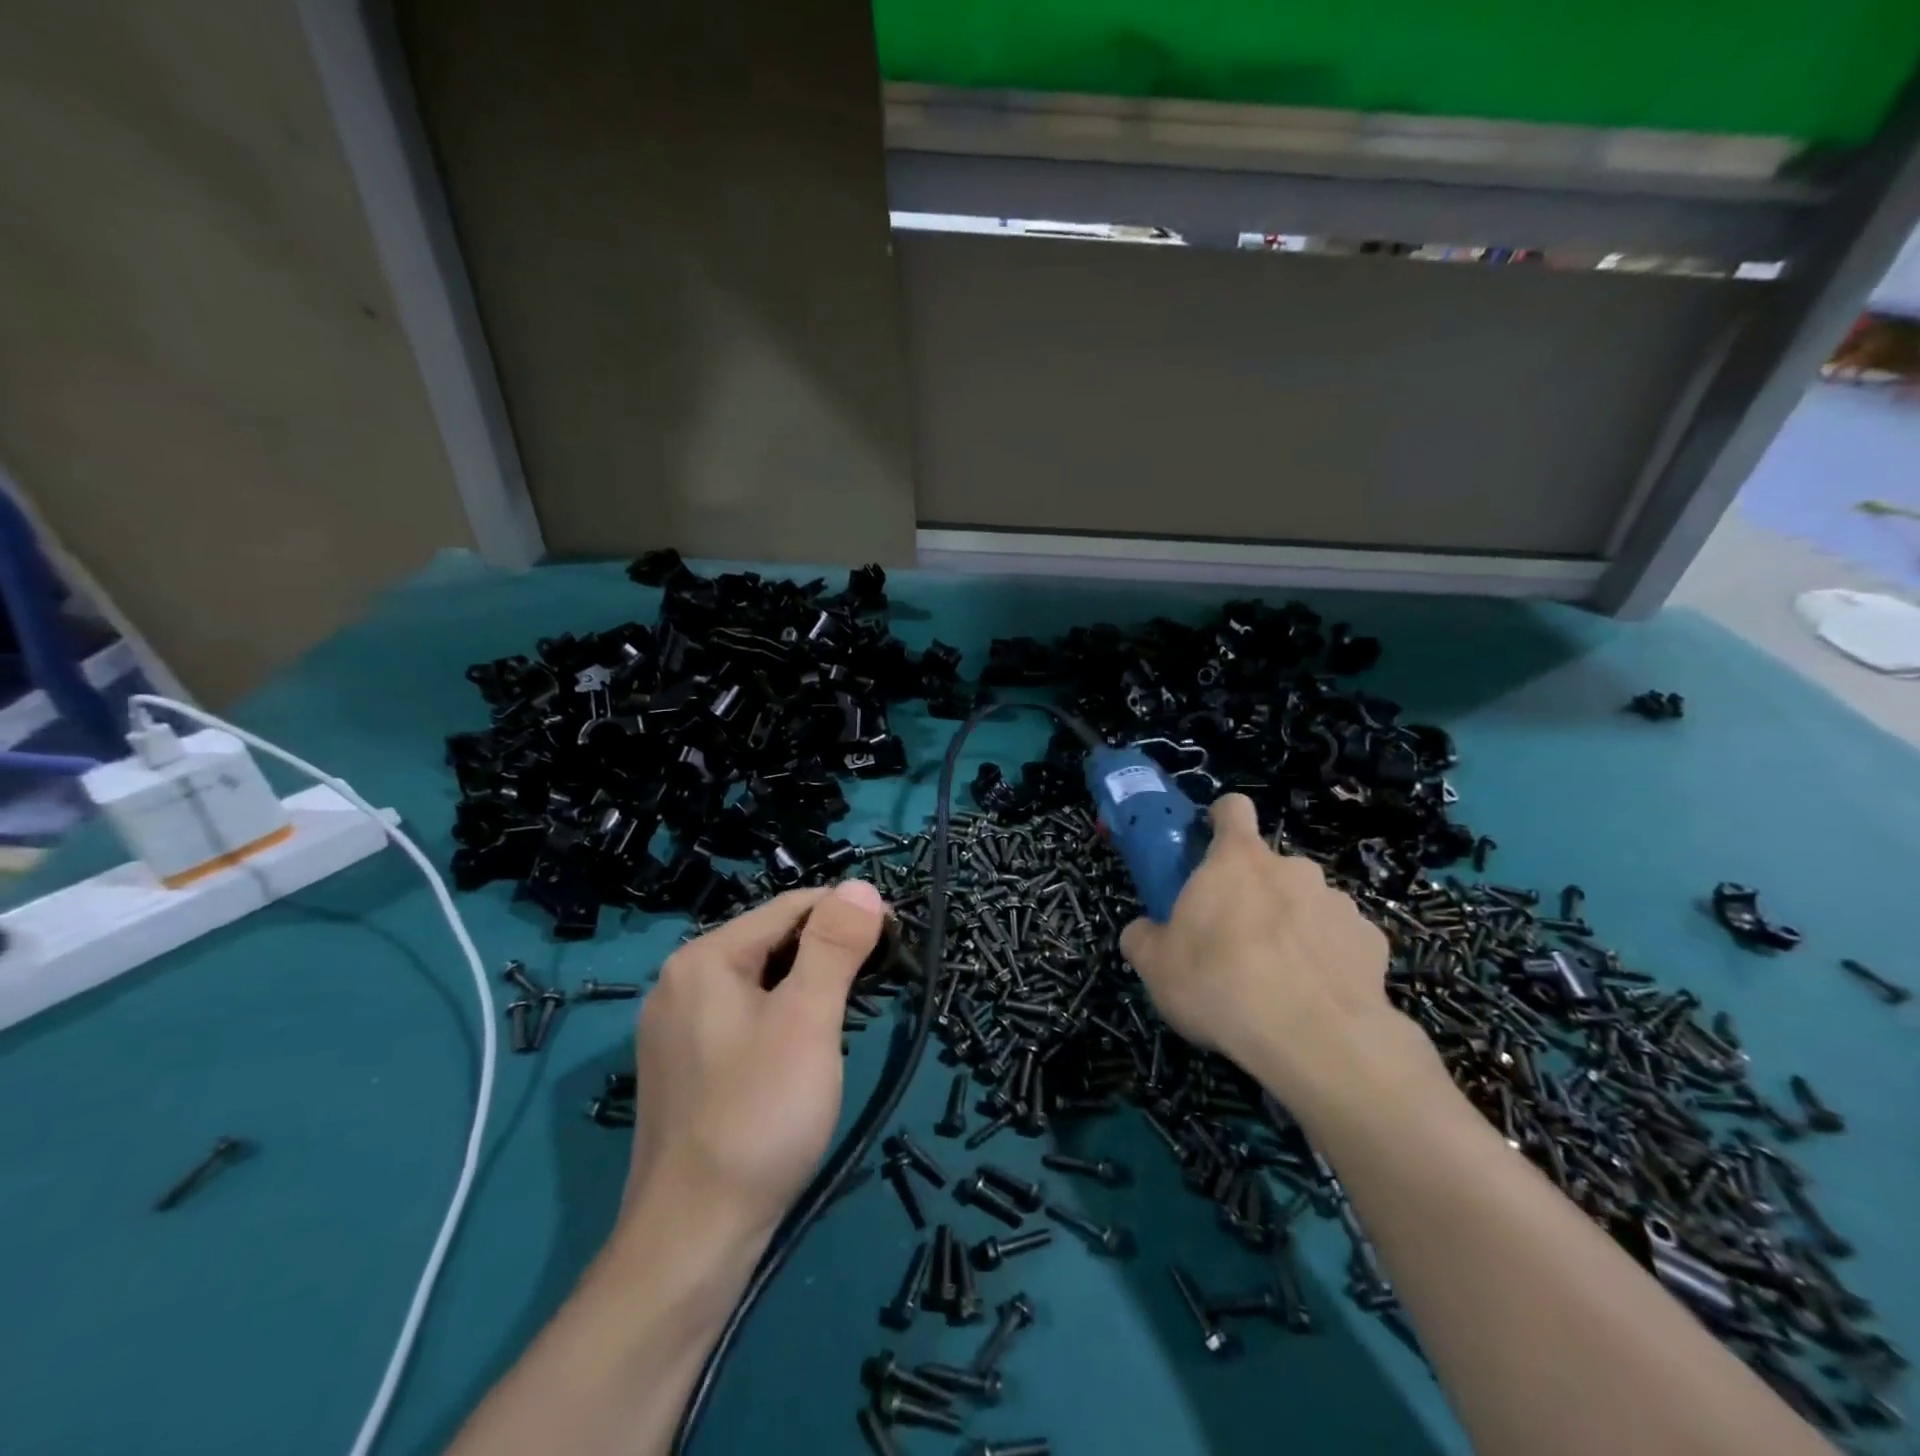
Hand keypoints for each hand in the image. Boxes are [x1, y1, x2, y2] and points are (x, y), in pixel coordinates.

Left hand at [623, 880, 886, 1244]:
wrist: (693, 1241)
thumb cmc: (759, 1117)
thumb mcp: (808, 1021)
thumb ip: (834, 946)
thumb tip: (860, 886)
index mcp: (705, 959)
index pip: (790, 907)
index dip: (848, 915)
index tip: (896, 940)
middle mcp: (681, 982)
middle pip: (773, 942)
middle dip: (829, 952)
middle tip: (878, 985)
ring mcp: (677, 1027)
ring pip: (761, 982)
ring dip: (810, 986)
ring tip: (850, 1015)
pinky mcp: (685, 1066)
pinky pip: (745, 1017)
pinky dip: (784, 1018)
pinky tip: (806, 1049)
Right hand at [1119, 794, 1409, 1105]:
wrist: (1316, 1041)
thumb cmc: (1220, 985)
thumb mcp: (1155, 967)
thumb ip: (1143, 938)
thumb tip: (1143, 933)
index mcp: (1237, 861)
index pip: (1233, 809)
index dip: (1221, 820)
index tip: (1211, 844)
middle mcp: (1292, 868)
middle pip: (1269, 867)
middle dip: (1254, 894)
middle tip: (1234, 940)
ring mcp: (1338, 903)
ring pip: (1307, 904)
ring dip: (1292, 927)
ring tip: (1279, 979)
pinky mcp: (1372, 942)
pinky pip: (1341, 941)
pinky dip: (1328, 959)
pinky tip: (1316, 997)